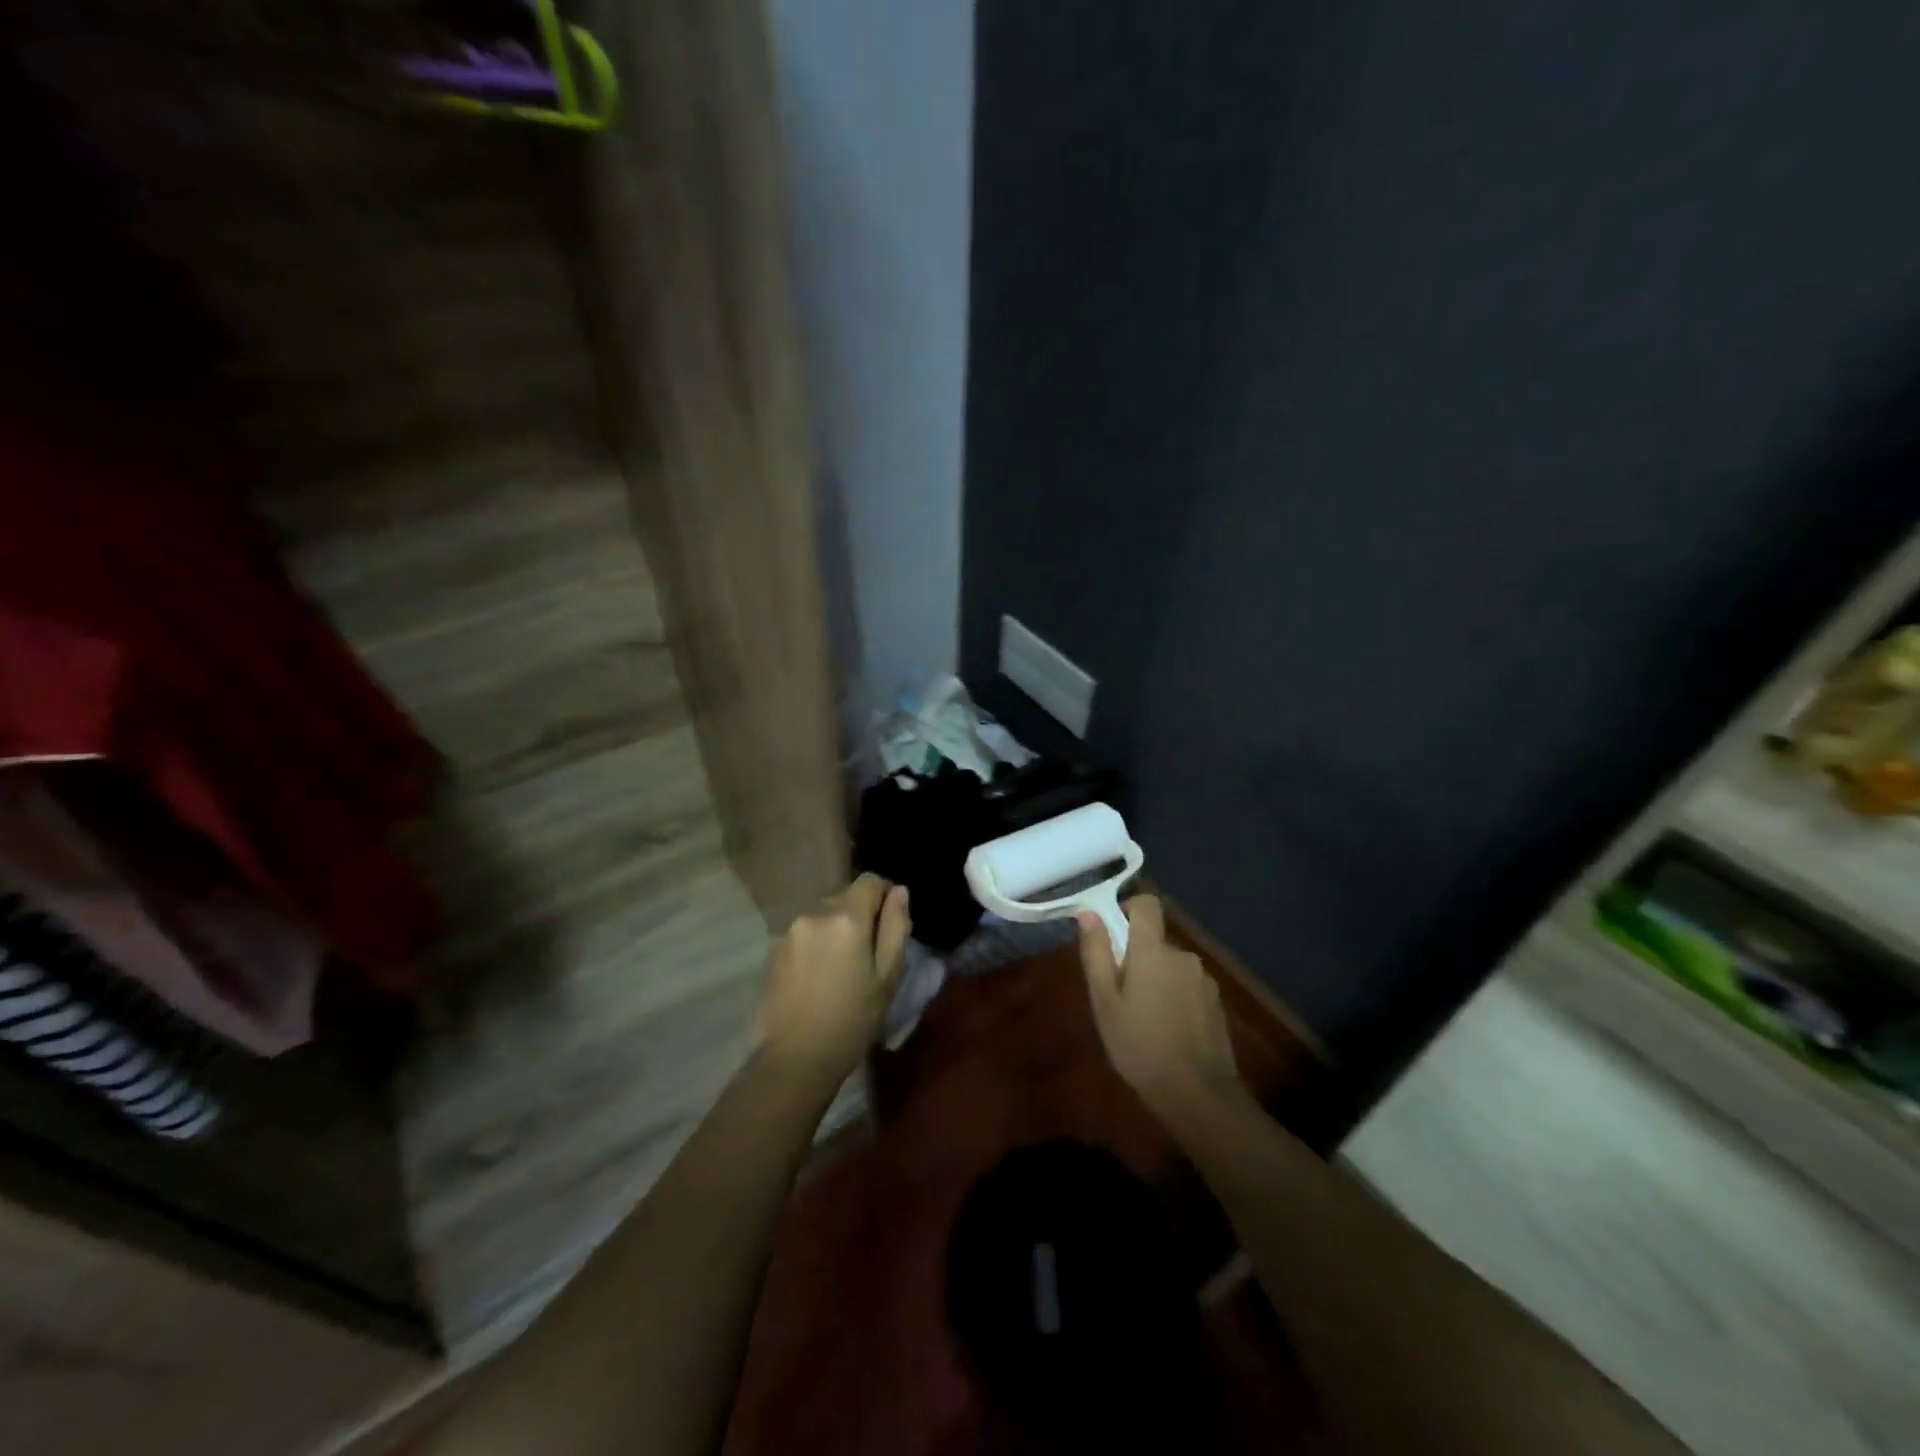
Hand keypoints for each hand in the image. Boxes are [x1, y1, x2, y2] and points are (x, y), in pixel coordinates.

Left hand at [755, 873, 911, 1090]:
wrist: (795, 1058)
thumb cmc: (852, 1020)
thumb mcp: (887, 976)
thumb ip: (896, 927)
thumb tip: (899, 891)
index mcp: (847, 917)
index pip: (870, 880)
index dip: (884, 896)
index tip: (888, 925)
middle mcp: (815, 913)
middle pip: (845, 896)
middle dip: (860, 915)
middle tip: (867, 955)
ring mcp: (790, 930)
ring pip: (824, 915)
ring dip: (836, 929)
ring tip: (841, 969)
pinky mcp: (773, 948)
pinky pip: (805, 932)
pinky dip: (816, 943)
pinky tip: (818, 977)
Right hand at [1077, 895, 1247, 1129]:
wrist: (1198, 1094)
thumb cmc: (1140, 1045)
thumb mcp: (1104, 1002)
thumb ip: (1097, 953)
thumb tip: (1089, 913)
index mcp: (1153, 951)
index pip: (1146, 904)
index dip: (1128, 909)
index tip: (1113, 934)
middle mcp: (1183, 956)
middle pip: (1155, 941)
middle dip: (1137, 958)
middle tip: (1120, 995)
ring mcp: (1204, 980)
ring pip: (1172, 966)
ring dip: (1157, 980)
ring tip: (1144, 1019)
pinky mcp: (1216, 1003)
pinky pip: (1188, 987)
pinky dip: (1175, 998)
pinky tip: (1168, 1032)